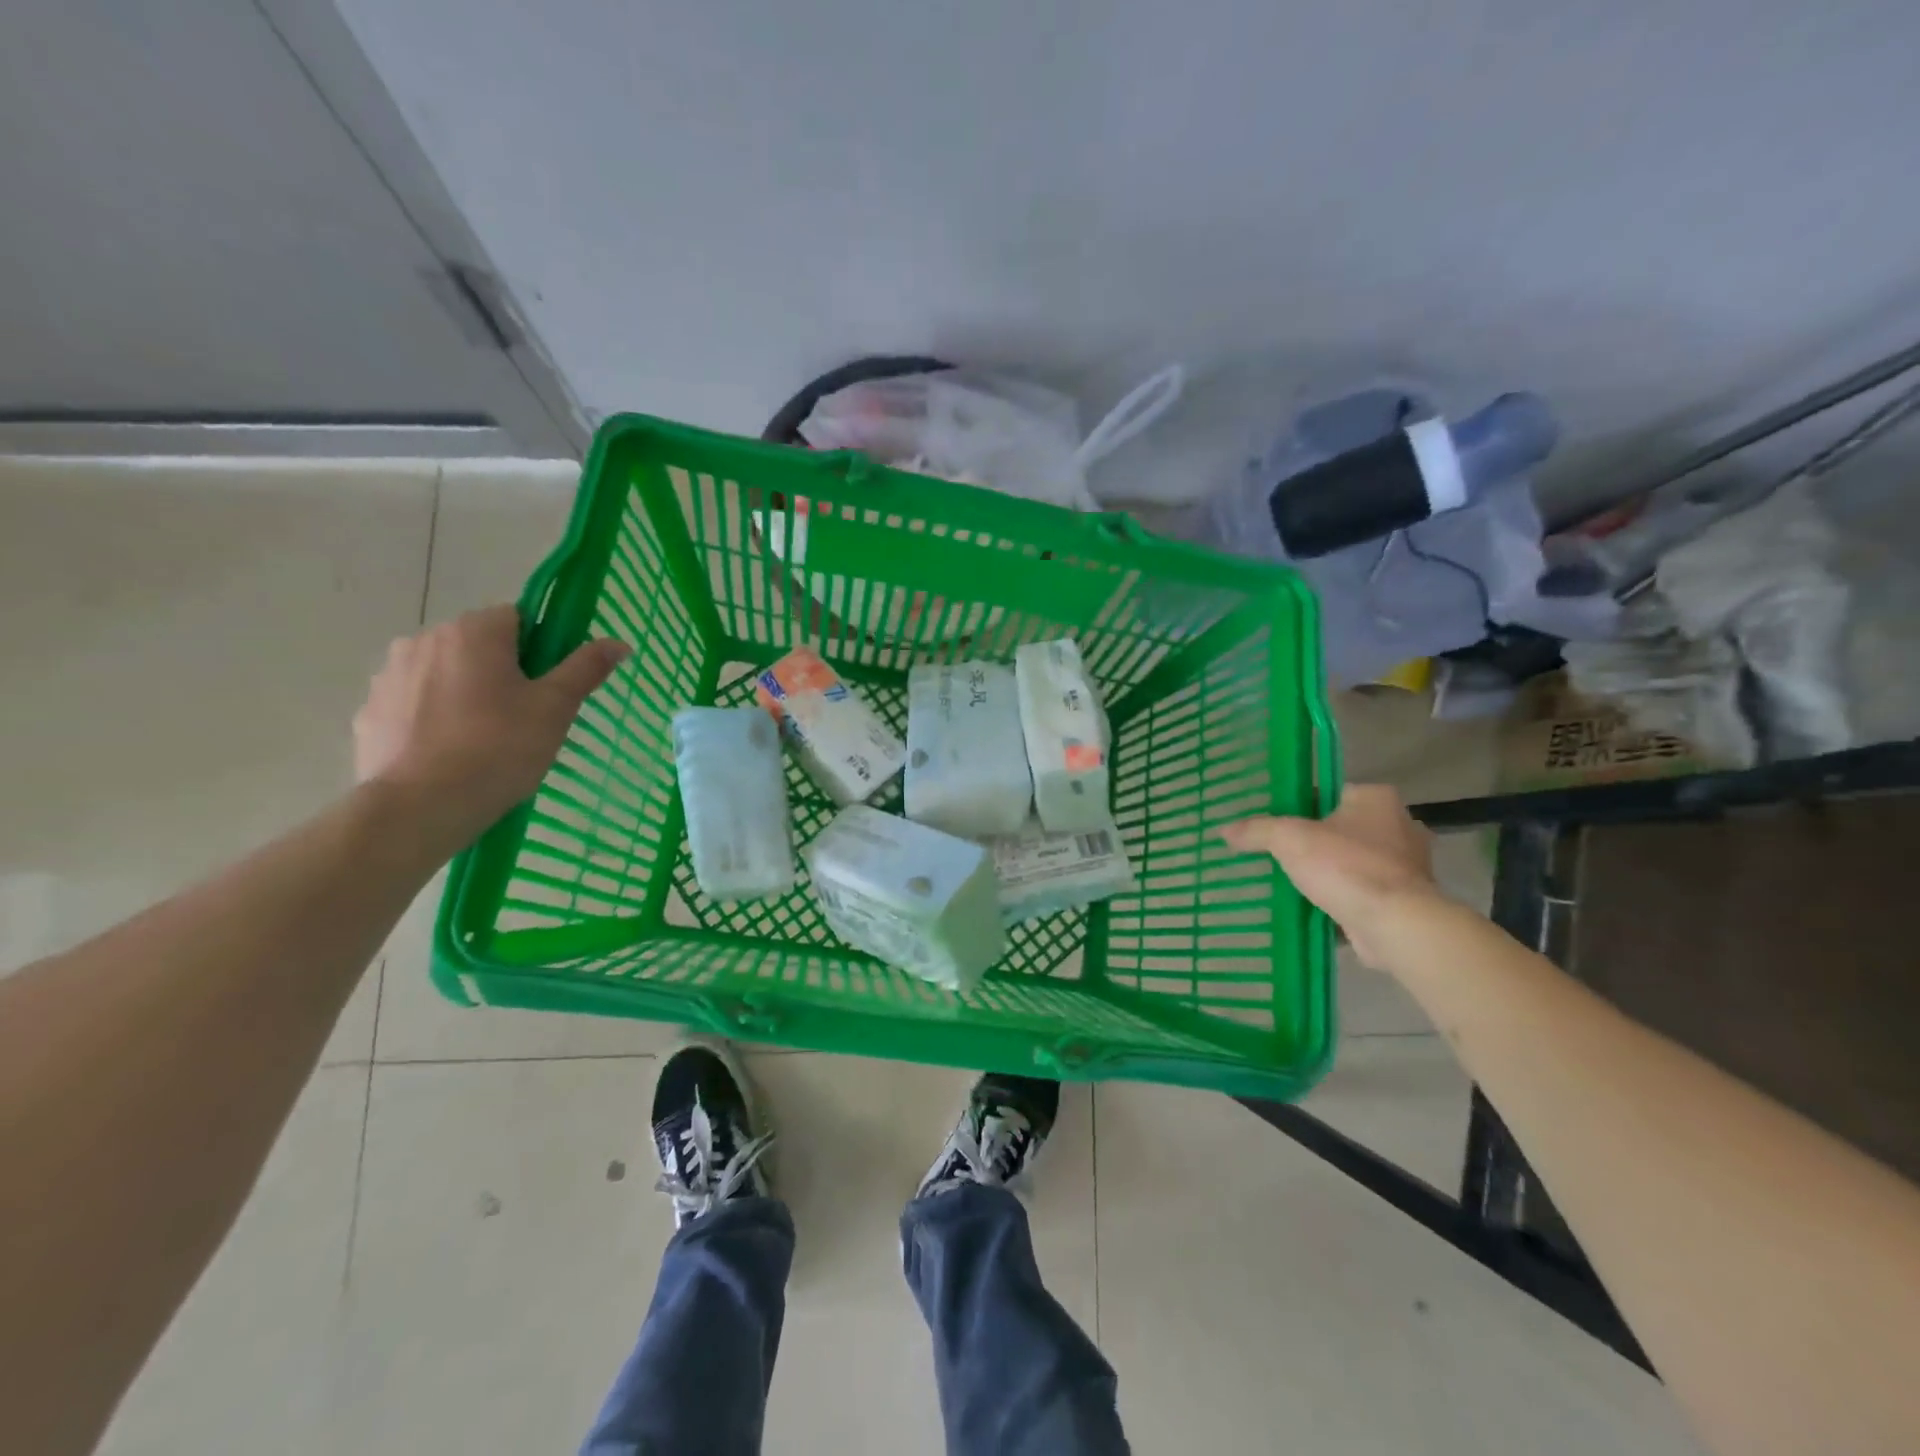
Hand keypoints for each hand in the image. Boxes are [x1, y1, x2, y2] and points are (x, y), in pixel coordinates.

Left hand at [354, 606, 628, 843]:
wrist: (421, 806)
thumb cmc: (499, 748)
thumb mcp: (556, 708)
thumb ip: (585, 668)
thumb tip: (619, 642)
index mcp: (474, 631)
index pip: (517, 619)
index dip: (540, 650)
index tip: (548, 688)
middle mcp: (425, 639)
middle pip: (478, 646)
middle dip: (501, 672)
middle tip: (524, 719)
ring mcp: (389, 675)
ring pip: (444, 674)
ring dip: (464, 693)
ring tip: (484, 741)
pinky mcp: (369, 712)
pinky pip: (414, 704)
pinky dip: (433, 719)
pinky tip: (449, 754)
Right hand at [1221, 785, 1437, 967]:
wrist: (1396, 925)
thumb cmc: (1346, 866)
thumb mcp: (1289, 839)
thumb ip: (1257, 830)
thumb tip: (1224, 830)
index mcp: (1376, 799)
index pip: (1329, 793)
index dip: (1298, 805)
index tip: (1272, 821)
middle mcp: (1398, 825)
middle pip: (1340, 828)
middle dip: (1313, 841)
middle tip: (1277, 851)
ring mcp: (1406, 865)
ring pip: (1352, 861)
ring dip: (1328, 871)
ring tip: (1290, 880)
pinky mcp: (1405, 899)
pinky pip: (1362, 891)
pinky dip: (1341, 896)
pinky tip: (1313, 905)